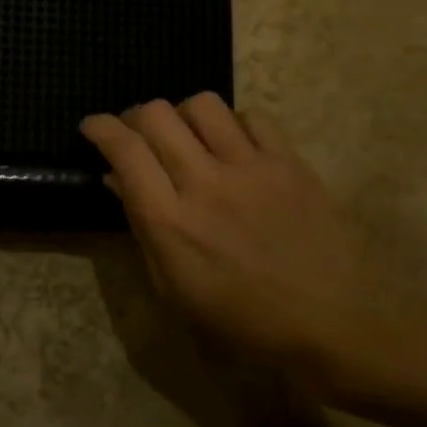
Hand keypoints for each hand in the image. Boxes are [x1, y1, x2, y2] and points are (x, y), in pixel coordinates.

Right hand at [82, 94, 381, 385]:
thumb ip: (142, 226)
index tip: (92, 126)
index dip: (100, 127)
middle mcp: (205, 183)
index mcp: (171, 221)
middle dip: (135, 116)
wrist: (334, 322)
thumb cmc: (243, 318)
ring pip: (202, 104)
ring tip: (188, 138)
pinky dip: (232, 124)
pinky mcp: (290, 162)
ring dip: (183, 115)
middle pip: (156, 114)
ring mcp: (251, 167)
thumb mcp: (174, 287)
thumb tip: (118, 179)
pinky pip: (252, 117)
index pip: (124, 150)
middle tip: (138, 135)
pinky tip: (234, 147)